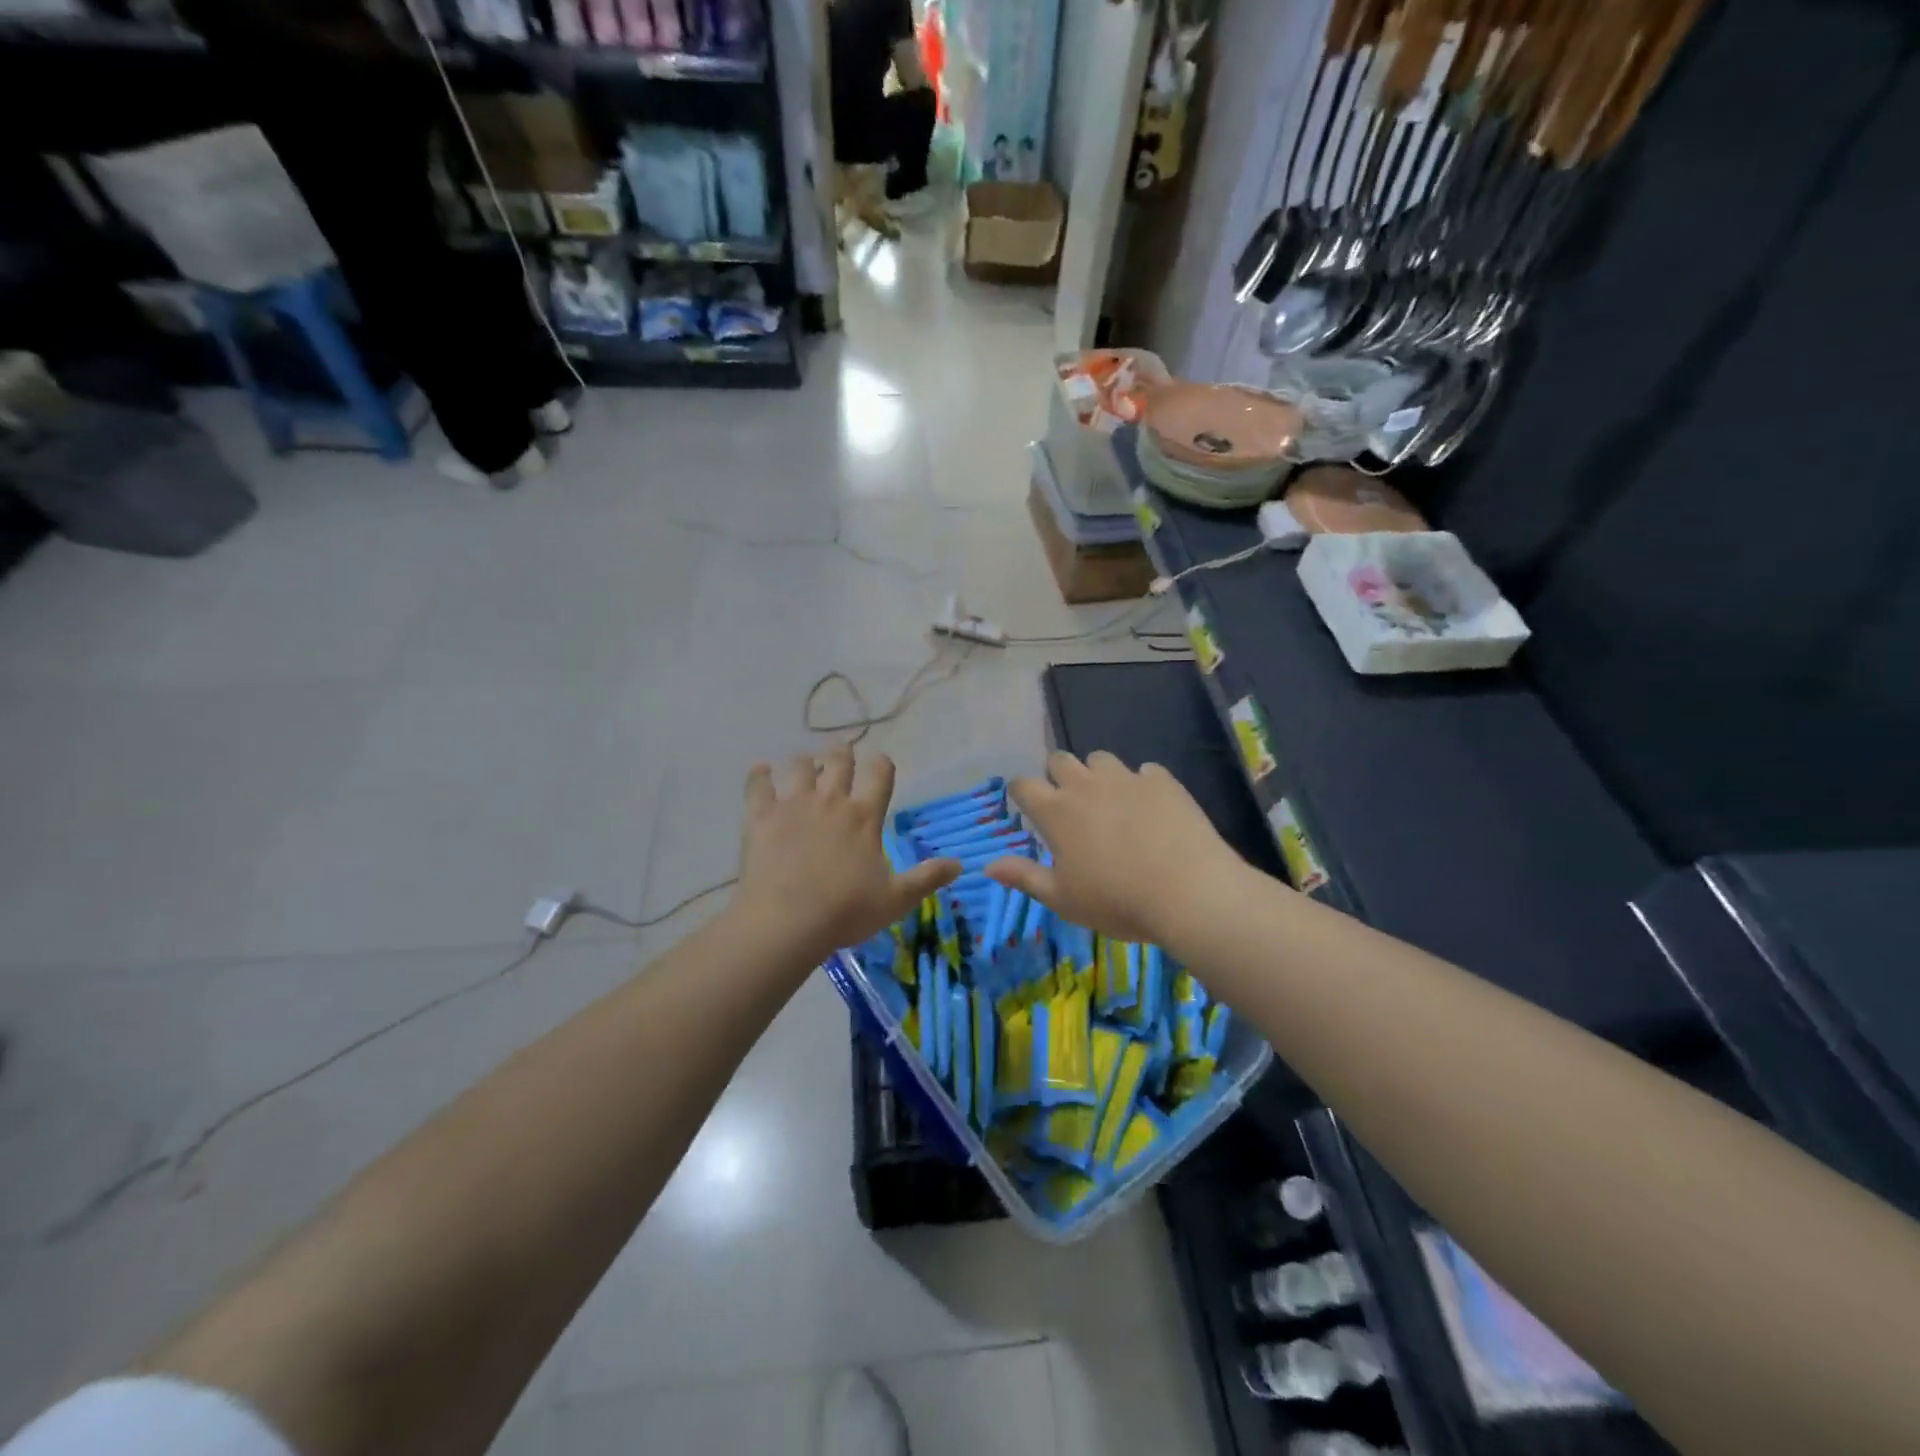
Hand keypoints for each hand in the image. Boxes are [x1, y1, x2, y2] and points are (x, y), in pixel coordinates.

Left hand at [733, 749, 958, 965]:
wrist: (786, 922)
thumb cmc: (845, 911)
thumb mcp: (895, 900)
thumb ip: (926, 878)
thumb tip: (959, 865)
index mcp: (864, 816)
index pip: (879, 773)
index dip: (881, 764)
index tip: (880, 765)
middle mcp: (831, 800)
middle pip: (838, 761)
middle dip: (842, 754)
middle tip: (841, 754)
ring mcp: (793, 805)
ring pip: (799, 766)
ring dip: (805, 762)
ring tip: (805, 765)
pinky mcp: (761, 816)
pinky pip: (758, 785)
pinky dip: (759, 775)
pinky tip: (760, 771)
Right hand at [984, 751, 1257, 947]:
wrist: (1189, 892)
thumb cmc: (1117, 901)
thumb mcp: (1063, 899)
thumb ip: (1024, 877)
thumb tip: (988, 866)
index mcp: (1056, 812)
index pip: (1023, 784)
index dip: (1021, 792)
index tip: (1027, 807)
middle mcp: (1086, 785)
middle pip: (1059, 759)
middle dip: (1057, 775)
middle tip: (1069, 804)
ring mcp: (1126, 778)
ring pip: (1100, 758)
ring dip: (1097, 774)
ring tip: (1110, 802)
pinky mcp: (1162, 781)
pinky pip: (1144, 771)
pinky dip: (1141, 784)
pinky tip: (1150, 809)